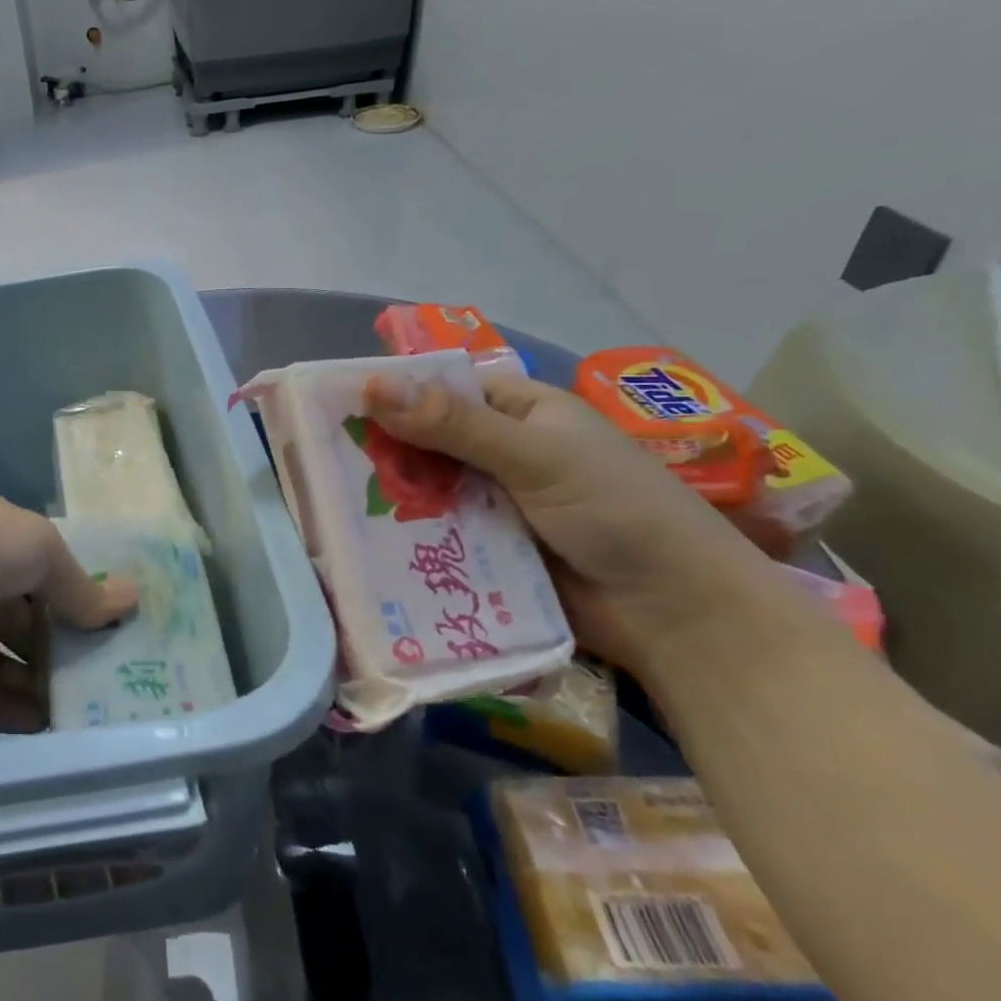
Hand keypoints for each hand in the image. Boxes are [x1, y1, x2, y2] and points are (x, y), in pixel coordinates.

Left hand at [0, 484, 137, 733]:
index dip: (87, 605)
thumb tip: (131, 601)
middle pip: (35, 623)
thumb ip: (79, 586)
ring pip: (7, 660)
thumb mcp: (36, 550)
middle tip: (109, 689)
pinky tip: (39, 728)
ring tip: (80, 717)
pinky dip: (4, 709)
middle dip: (68, 653)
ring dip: (39, 687)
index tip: (123, 637)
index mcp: (7, 544)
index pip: (55, 578)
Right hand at [364, 372, 771, 674]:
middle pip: (428, 441)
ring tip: (330, 503)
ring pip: (428, 490)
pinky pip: (438, 534)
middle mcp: (504, 452)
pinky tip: (363, 542)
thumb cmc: (617, 511)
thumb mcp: (535, 456)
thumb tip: (372, 386)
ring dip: (392, 497)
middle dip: (385, 451)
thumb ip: (454, 424)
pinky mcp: (488, 550)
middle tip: (322, 461)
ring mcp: (494, 504)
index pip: (445, 388)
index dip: (395, 393)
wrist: (677, 615)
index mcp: (523, 412)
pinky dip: (408, 537)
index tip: (334, 405)